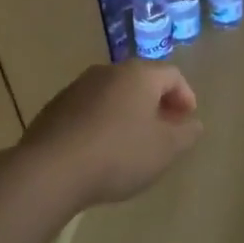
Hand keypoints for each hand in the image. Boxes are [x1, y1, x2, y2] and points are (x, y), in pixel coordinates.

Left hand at [19, 62, 202, 209]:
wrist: (50, 170)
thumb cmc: (119, 154)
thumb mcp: (166, 149)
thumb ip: (186, 133)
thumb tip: (192, 123)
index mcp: (138, 75)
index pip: (173, 75)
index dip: (186, 97)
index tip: (187, 122)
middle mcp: (107, 72)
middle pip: (141, 82)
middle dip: (157, 104)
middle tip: (164, 131)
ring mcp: (77, 88)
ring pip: (113, 95)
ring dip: (128, 114)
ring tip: (132, 144)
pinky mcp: (54, 108)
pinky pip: (89, 110)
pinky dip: (103, 123)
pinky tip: (101, 151)